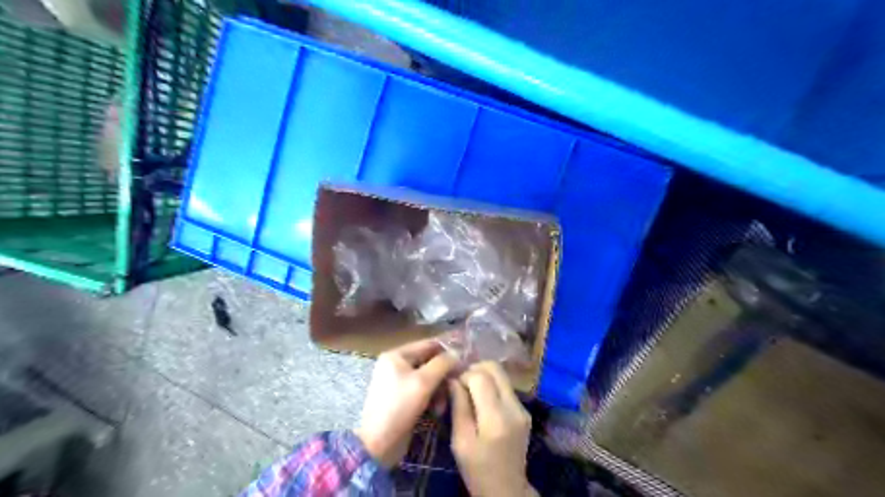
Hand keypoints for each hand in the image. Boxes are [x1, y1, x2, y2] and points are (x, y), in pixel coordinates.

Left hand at [357, 336, 455, 467]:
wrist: (378, 444)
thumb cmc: (399, 407)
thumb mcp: (423, 382)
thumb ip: (442, 364)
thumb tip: (457, 353)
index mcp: (396, 355)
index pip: (428, 344)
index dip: (448, 350)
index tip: (466, 359)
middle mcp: (397, 365)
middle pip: (429, 362)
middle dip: (444, 374)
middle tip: (458, 384)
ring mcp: (399, 383)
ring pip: (428, 378)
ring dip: (440, 390)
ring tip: (444, 404)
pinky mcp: (403, 399)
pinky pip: (423, 391)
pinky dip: (432, 398)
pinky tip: (437, 411)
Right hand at [446, 360, 535, 496]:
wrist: (506, 489)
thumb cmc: (477, 469)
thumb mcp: (460, 441)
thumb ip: (459, 406)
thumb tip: (453, 379)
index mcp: (496, 418)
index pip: (480, 377)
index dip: (464, 375)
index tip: (453, 384)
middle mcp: (513, 407)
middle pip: (495, 368)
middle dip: (475, 369)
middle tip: (461, 381)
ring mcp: (522, 408)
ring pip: (502, 375)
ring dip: (484, 376)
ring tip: (469, 389)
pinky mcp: (524, 410)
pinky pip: (506, 386)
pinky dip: (492, 385)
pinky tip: (481, 399)